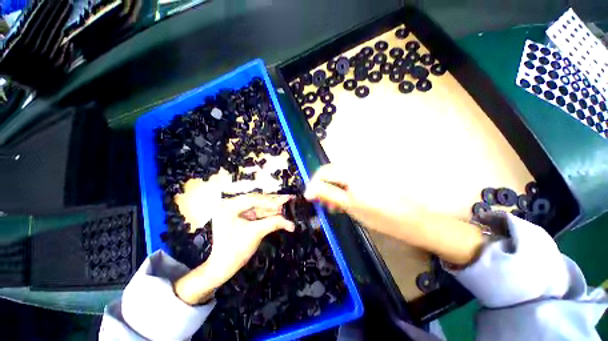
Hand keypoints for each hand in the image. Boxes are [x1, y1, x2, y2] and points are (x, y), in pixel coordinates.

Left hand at [174, 194, 294, 304]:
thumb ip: (273, 223)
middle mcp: (230, 205)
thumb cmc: (235, 251)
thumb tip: (290, 222)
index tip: (285, 201)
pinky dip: (267, 212)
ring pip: (258, 205)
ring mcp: (234, 210)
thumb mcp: (256, 233)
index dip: (270, 201)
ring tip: (286, 202)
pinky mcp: (240, 216)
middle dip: (273, 202)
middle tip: (288, 198)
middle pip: (256, 200)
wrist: (223, 267)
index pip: (253, 199)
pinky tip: (278, 210)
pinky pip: (256, 212)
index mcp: (228, 207)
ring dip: (272, 206)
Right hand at [304, 164, 483, 264]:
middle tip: (325, 205)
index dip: (314, 184)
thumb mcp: (350, 206)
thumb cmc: (381, 216)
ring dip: (334, 190)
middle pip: (331, 173)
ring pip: (340, 177)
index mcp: (351, 172)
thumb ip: (328, 194)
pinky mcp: (369, 176)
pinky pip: (350, 179)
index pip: (324, 172)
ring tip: (336, 206)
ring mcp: (364, 171)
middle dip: (324, 188)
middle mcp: (356, 167)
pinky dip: (344, 189)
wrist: (413, 219)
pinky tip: (347, 201)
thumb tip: (309, 191)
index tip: (310, 197)